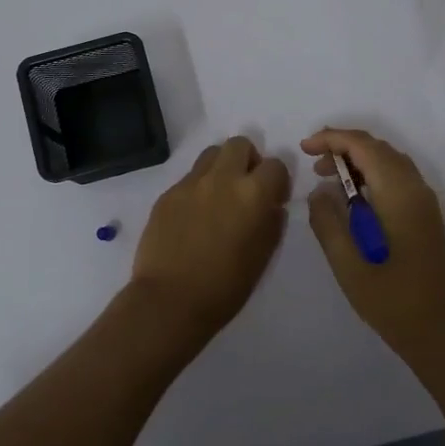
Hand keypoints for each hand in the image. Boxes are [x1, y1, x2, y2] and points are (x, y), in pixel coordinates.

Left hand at [127, 136, 290, 342]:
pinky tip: (194, 216)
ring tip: (219, 195)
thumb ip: (272, 223)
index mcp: (252, 194)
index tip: (273, 198)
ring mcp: (190, 184)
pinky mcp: (167, 194)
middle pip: (239, 144)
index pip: (275, 165)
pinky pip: (188, 178)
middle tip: (245, 187)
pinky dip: (198, 187)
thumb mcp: (262, 257)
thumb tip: (271, 206)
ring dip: (221, 167)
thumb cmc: (225, 287)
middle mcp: (222, 179)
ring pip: (211, 153)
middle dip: (248, 160)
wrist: (169, 301)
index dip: (277, 181)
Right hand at [301, 128, 444, 352]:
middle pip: (378, 147)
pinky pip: (397, 176)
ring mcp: (423, 199)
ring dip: (357, 159)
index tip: (305, 148)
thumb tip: (319, 191)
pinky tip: (353, 196)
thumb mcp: (347, 263)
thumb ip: (328, 221)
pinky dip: (372, 173)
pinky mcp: (424, 212)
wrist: (437, 328)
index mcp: (397, 193)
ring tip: (327, 177)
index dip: (332, 139)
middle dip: (343, 147)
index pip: (363, 146)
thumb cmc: (390, 298)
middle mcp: (415, 187)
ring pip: (389, 160)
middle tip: (313, 164)